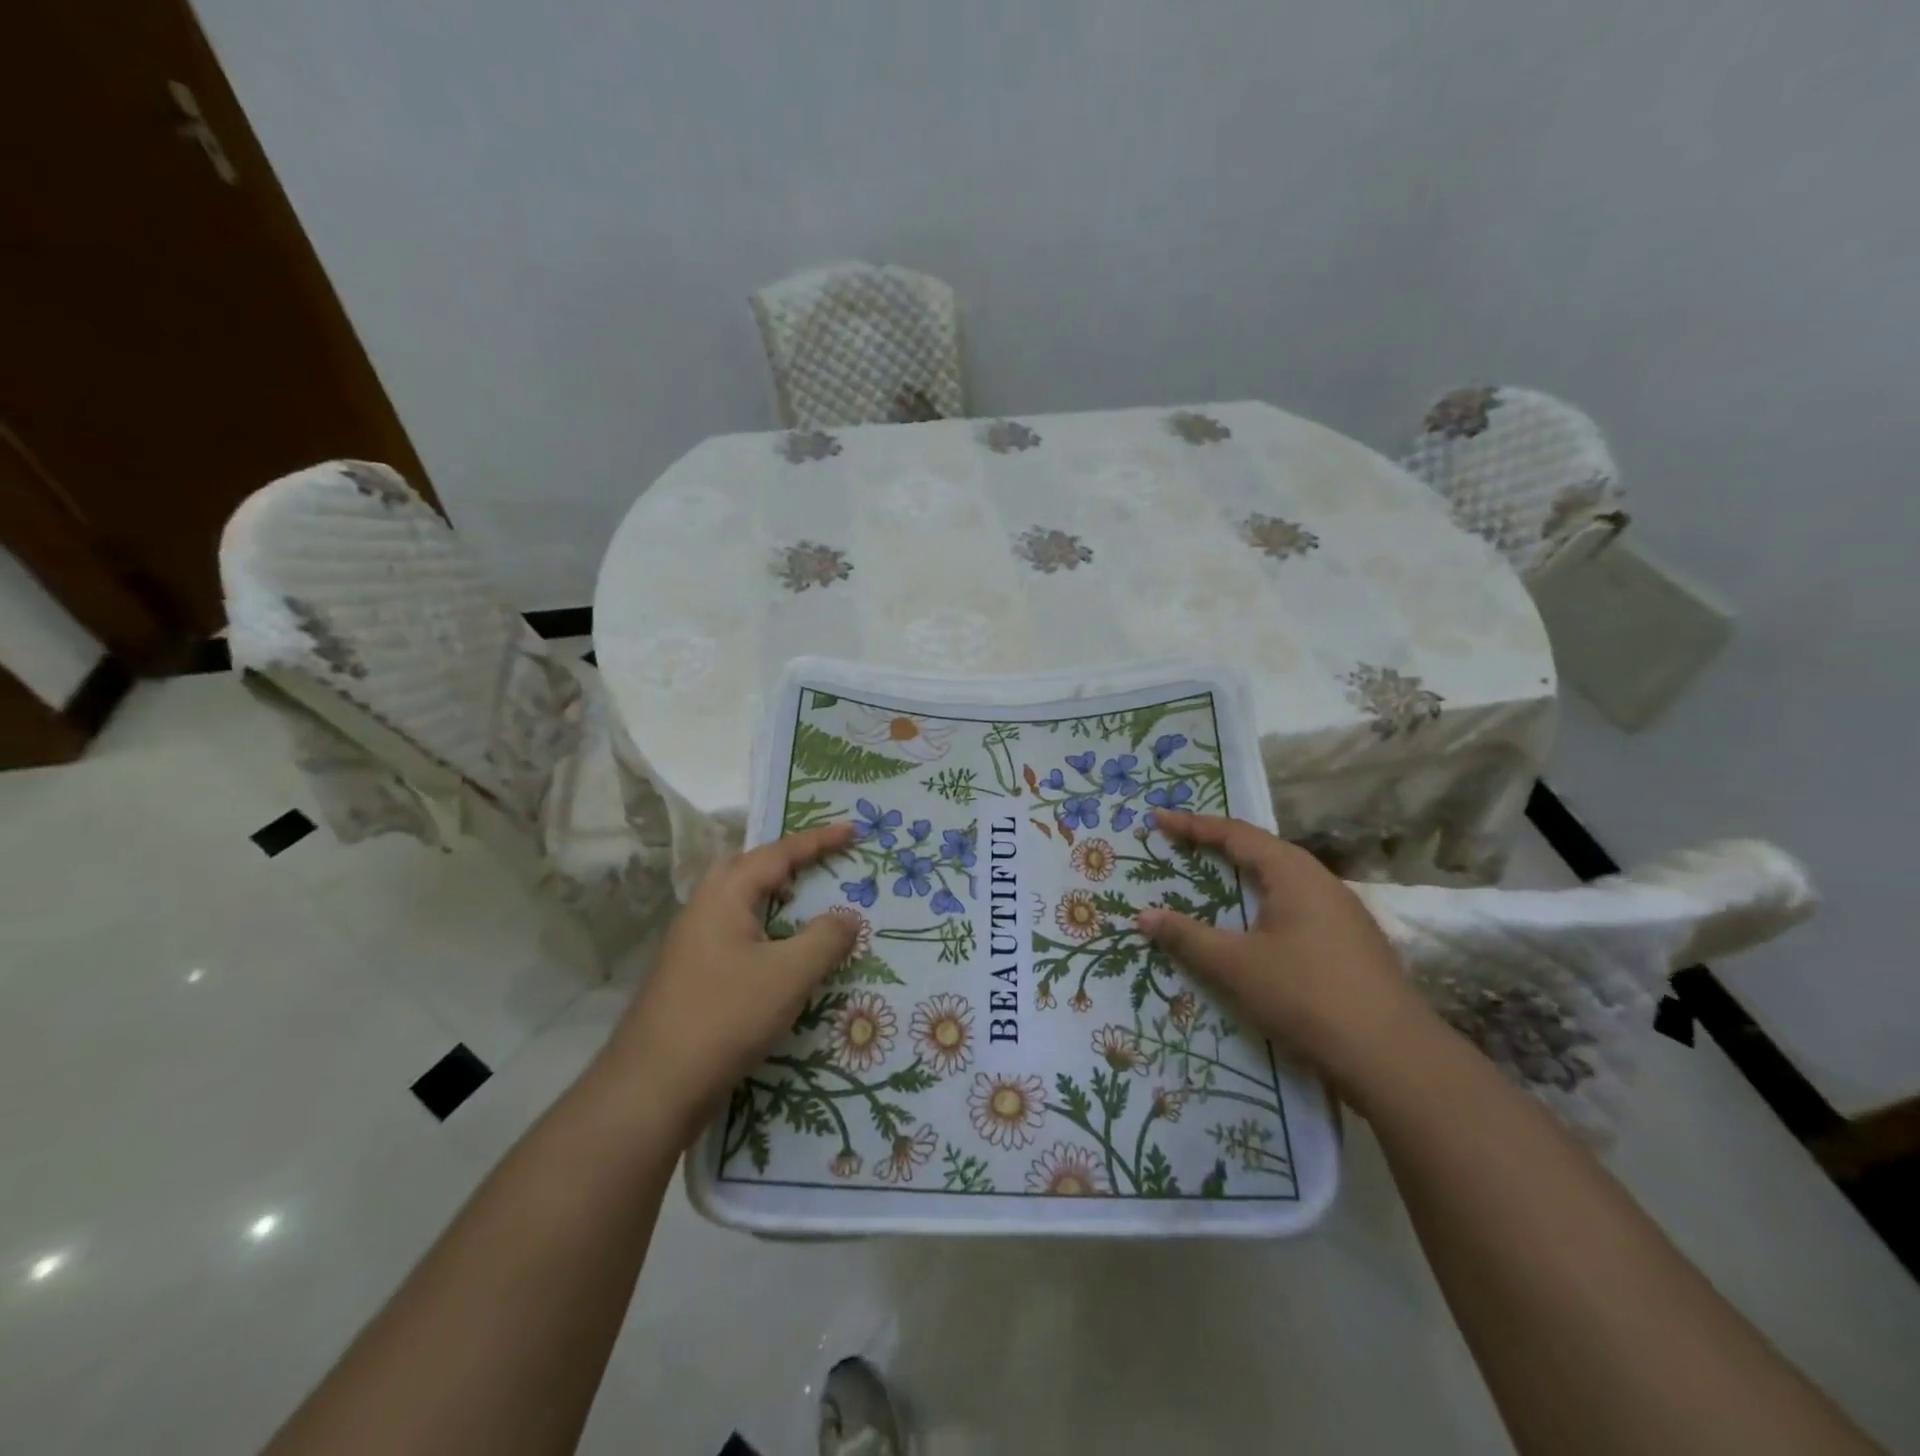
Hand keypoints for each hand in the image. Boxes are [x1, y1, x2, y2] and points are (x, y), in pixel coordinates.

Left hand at [603, 824, 859, 1142]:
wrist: (651, 1089)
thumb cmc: (725, 1018)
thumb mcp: (789, 975)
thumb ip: (826, 939)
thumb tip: (847, 917)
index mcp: (724, 897)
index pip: (777, 854)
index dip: (817, 841)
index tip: (852, 830)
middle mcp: (702, 910)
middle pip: (747, 867)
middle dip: (786, 859)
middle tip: (820, 863)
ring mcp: (691, 945)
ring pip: (738, 902)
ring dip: (773, 895)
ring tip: (805, 903)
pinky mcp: (689, 976)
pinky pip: (734, 932)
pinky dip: (763, 927)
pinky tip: (779, 955)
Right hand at [1134, 811, 1431, 1094]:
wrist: (1393, 1056)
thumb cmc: (1305, 995)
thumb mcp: (1235, 965)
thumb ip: (1187, 937)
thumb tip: (1142, 915)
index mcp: (1293, 873)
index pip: (1235, 834)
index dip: (1193, 825)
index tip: (1158, 819)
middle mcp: (1320, 881)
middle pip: (1262, 850)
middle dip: (1218, 844)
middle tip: (1181, 844)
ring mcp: (1342, 912)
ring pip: (1282, 879)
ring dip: (1244, 874)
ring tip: (1213, 877)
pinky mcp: (1351, 941)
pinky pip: (1297, 904)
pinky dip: (1264, 901)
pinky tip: (1256, 925)